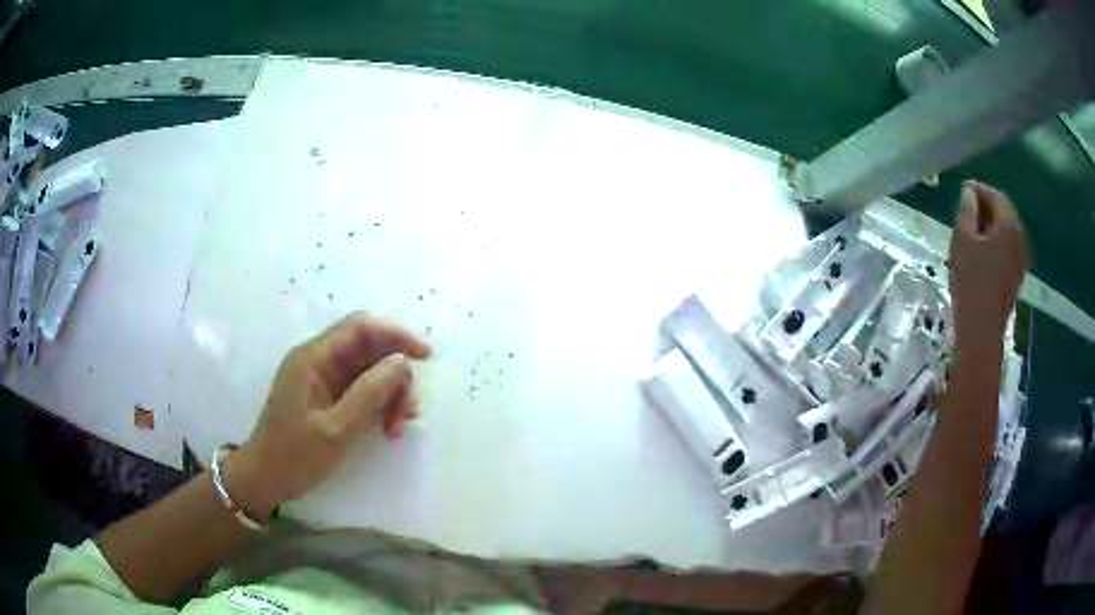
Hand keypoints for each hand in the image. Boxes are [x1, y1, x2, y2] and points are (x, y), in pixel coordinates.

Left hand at [224, 313, 430, 519]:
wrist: (265, 479)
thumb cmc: (293, 456)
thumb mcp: (334, 430)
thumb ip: (368, 394)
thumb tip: (401, 362)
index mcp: (313, 358)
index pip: (360, 327)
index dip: (395, 334)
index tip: (425, 356)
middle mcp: (319, 361)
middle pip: (369, 350)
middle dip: (395, 376)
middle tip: (409, 412)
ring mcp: (323, 379)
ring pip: (369, 372)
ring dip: (390, 395)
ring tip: (397, 429)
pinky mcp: (327, 397)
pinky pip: (362, 390)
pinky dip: (379, 405)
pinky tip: (388, 428)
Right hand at [948, 180, 1027, 347]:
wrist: (981, 329)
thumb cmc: (970, 281)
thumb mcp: (962, 239)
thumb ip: (967, 210)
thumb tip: (969, 192)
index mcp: (1008, 224)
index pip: (995, 195)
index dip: (979, 190)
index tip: (963, 192)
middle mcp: (1019, 237)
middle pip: (1004, 212)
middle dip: (987, 208)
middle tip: (967, 211)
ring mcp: (1020, 259)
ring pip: (1007, 232)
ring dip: (992, 227)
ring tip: (973, 233)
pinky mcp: (1016, 276)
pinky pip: (1008, 249)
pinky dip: (997, 244)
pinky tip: (983, 253)